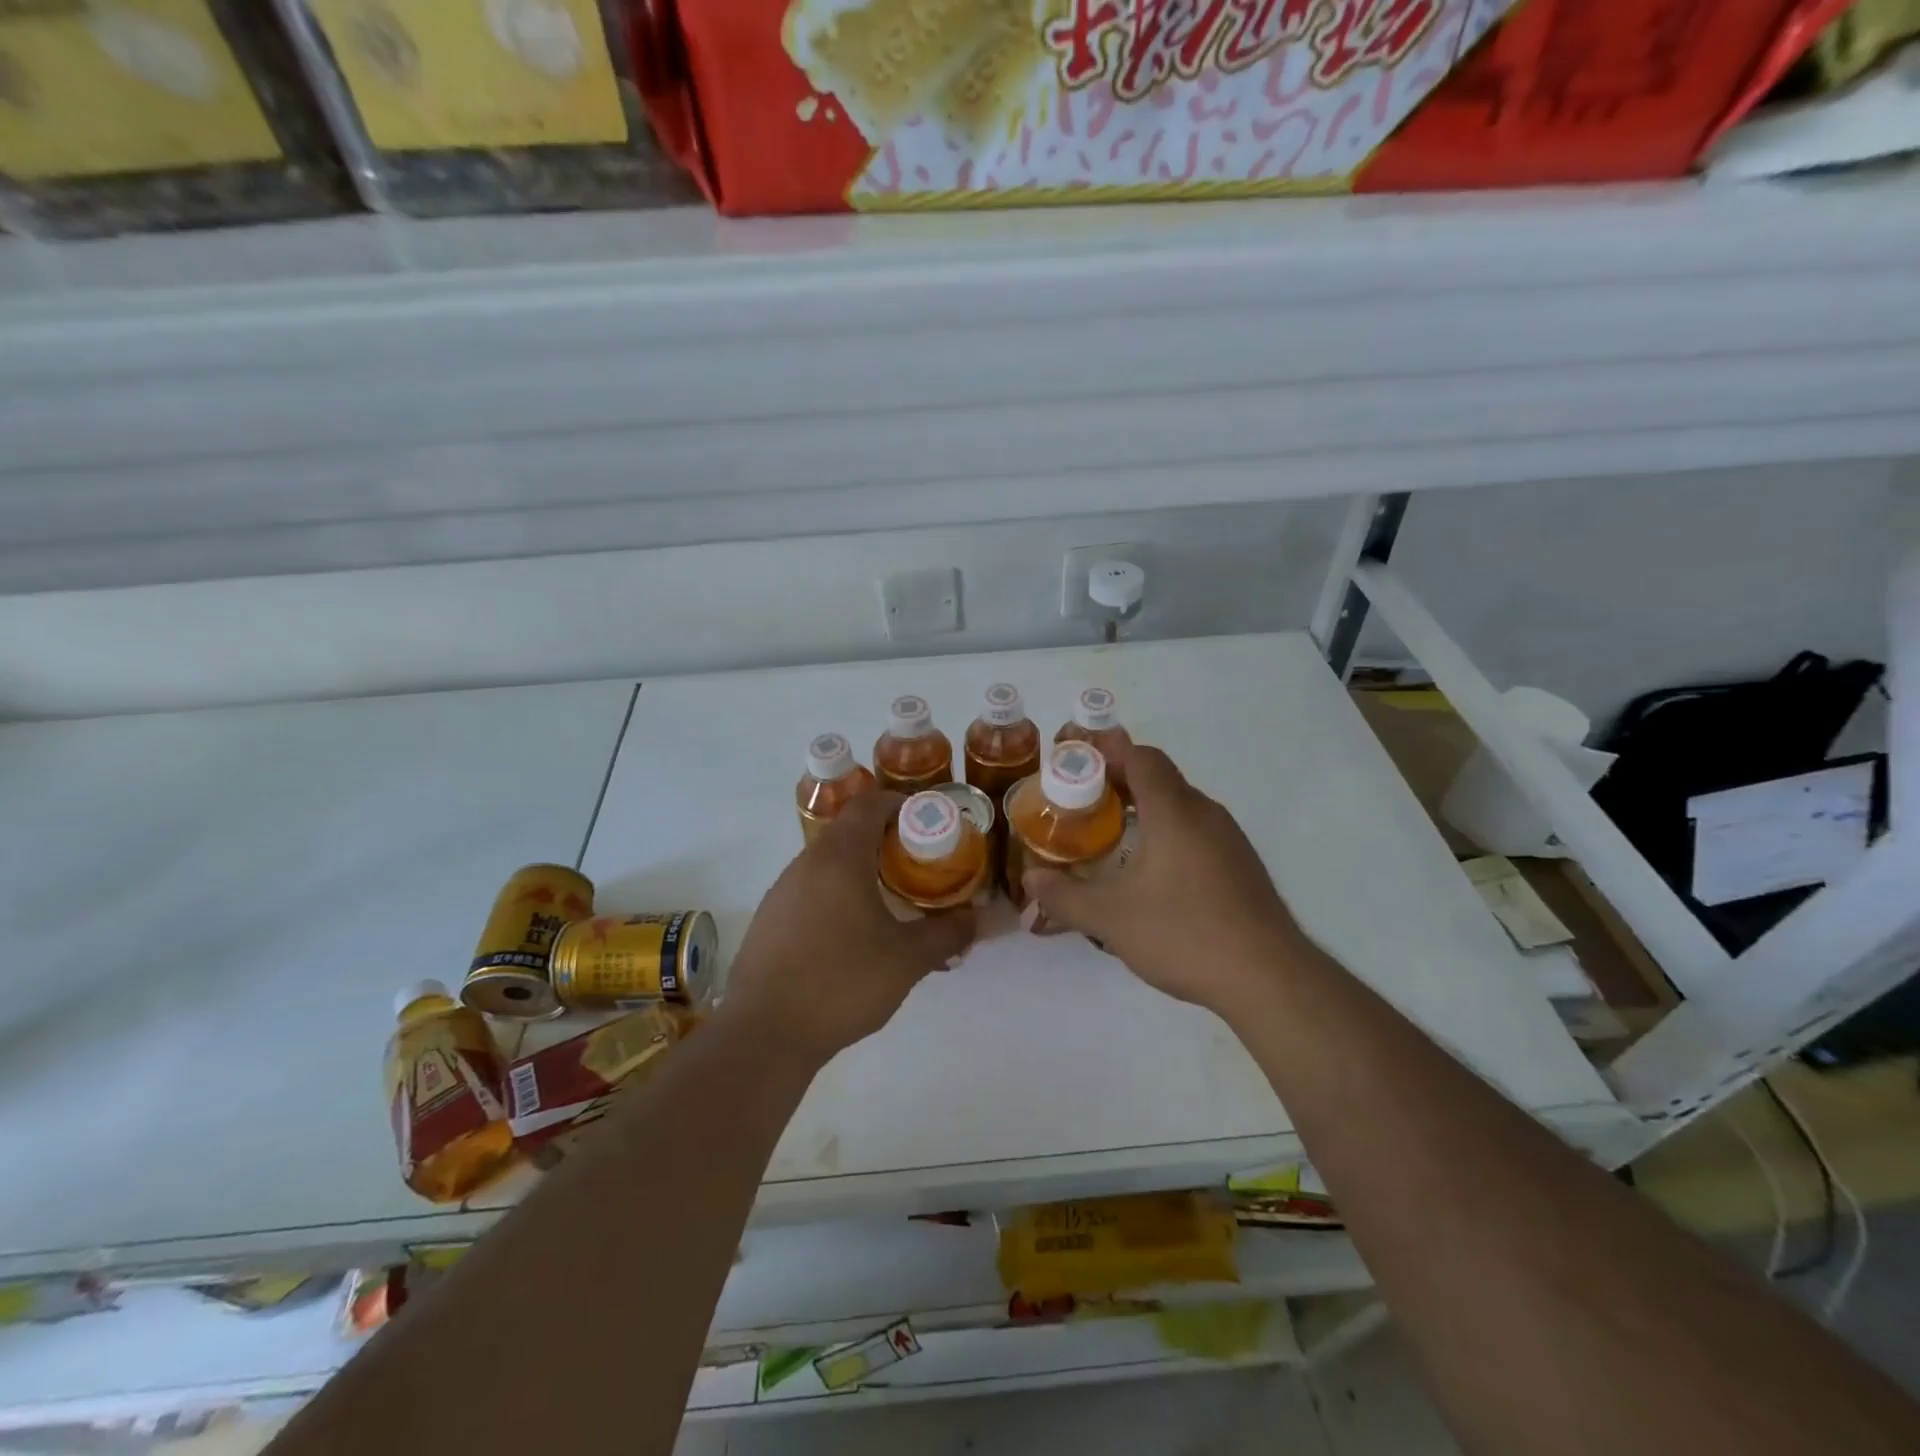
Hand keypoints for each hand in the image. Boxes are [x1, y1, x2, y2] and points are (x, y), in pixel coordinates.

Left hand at [724, 791, 975, 1063]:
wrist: (764, 1033)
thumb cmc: (842, 982)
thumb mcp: (907, 960)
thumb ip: (947, 933)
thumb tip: (979, 919)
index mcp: (839, 857)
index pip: (870, 803)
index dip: (901, 806)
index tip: (928, 827)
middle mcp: (806, 863)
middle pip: (849, 831)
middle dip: (886, 842)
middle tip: (918, 869)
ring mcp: (781, 891)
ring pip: (828, 863)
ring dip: (860, 871)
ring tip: (890, 904)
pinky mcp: (769, 920)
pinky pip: (810, 891)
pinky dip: (836, 896)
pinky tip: (852, 936)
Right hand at [1023, 742, 1310, 1019]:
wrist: (1269, 978)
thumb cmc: (1184, 933)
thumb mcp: (1110, 918)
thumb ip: (1065, 896)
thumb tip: (1030, 880)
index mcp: (1174, 810)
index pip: (1141, 757)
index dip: (1108, 752)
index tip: (1076, 762)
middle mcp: (1205, 813)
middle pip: (1160, 778)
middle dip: (1119, 783)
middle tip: (1082, 804)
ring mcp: (1229, 840)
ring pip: (1180, 806)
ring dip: (1145, 810)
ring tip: (1111, 837)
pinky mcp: (1242, 866)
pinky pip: (1197, 832)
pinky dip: (1168, 834)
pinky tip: (1152, 874)